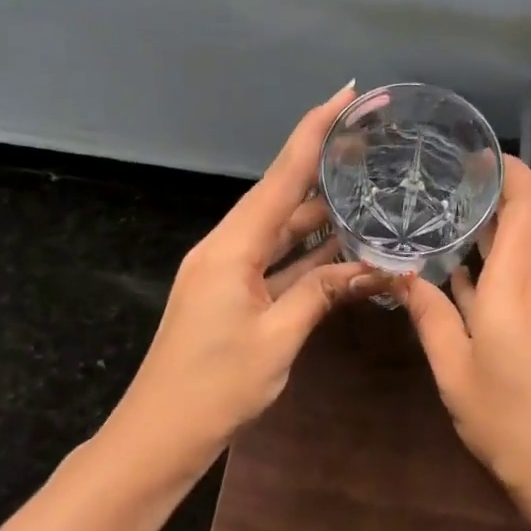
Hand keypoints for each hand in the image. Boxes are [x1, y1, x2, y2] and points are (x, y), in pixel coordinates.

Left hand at [116, 85, 380, 453]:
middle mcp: (227, 248)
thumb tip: (371, 268)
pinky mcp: (232, 294)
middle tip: (368, 143)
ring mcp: (227, 271)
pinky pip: (277, 261)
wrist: (159, 435)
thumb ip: (322, 293)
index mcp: (232, 247)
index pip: (281, 176)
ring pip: (282, 231)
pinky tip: (342, 247)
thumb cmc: (215, 387)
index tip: (343, 94)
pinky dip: (308, 254)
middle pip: (281, 196)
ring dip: (320, 215)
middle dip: (322, 167)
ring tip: (366, 190)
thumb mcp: (278, 338)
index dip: (313, 131)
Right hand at [397, 157, 530, 496]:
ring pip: (526, 248)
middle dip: (491, 196)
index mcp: (518, 280)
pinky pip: (528, 277)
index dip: (509, 169)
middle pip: (527, 219)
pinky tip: (463, 276)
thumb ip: (429, 315)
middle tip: (442, 185)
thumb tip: (401, 274)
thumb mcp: (454, 369)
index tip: (474, 155)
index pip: (529, 201)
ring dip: (493, 232)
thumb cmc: (511, 420)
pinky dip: (499, 264)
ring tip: (443, 221)